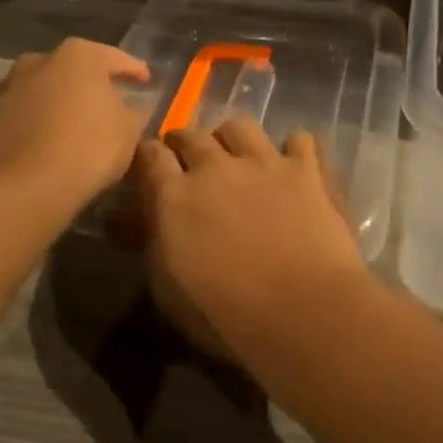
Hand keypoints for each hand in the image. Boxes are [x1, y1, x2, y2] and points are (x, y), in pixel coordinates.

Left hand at [0, 38, 150, 222]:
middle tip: (107, 103)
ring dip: (57, 102)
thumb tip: (130, 109)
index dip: (133, 70)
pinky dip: (34, 122)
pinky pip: (21, 114)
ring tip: (72, 125)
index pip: (115, 58)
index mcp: (79, 56)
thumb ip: (133, 113)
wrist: (19, 188)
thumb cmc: (86, 149)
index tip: (146, 81)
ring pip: (42, 90)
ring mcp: (7, 87)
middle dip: (89, 84)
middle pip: (73, 70)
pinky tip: (43, 143)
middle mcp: (40, 60)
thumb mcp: (128, 132)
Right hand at [132, 118, 370, 361]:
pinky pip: (299, 140)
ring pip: (239, 127)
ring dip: (232, 139)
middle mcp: (216, 166)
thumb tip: (136, 220)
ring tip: (237, 157)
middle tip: (188, 161)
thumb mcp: (169, 290)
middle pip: (191, 135)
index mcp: (175, 195)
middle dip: (185, 143)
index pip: (150, 155)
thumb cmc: (227, 315)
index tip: (150, 167)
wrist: (302, 312)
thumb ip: (153, 243)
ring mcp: (263, 162)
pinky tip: (293, 166)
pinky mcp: (305, 169)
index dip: (148, 157)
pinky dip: (293, 149)